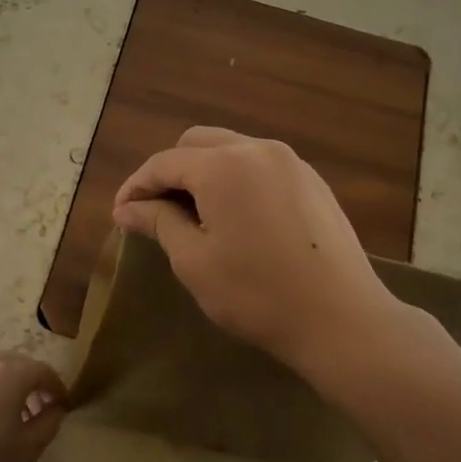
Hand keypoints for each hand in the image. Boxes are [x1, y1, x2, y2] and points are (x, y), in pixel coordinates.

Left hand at [0, 352, 66, 461]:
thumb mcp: (29, 448)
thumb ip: (50, 421)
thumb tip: (55, 407)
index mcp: (9, 373)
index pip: (43, 371)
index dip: (57, 387)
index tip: (63, 406)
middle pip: (19, 363)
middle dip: (34, 382)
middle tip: (42, 409)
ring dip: (11, 384)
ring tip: (15, 415)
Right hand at [112, 127, 402, 376]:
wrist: (340, 318)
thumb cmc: (256, 293)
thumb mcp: (194, 260)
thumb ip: (158, 222)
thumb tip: (128, 208)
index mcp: (223, 165)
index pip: (164, 162)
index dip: (136, 186)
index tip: (120, 213)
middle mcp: (257, 149)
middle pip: (198, 144)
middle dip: (170, 171)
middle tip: (155, 211)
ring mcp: (291, 162)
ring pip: (232, 151)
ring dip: (204, 173)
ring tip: (192, 214)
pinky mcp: (312, 182)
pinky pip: (261, 166)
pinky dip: (236, 180)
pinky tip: (234, 216)